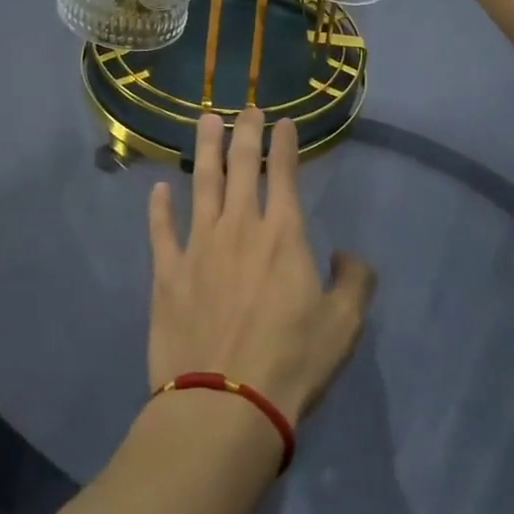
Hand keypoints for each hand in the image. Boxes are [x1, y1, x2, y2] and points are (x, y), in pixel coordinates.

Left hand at [147, 109, 375, 422]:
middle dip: (246, 132)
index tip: (283, 121)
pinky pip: (161, 231)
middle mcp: (239, 227)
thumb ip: (355, 282)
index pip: (285, 174)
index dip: (285, 143)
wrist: (225, 404)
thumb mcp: (343, 326)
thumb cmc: (292, 363)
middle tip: (246, 108)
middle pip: (242, 167)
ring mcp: (198, 246)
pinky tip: (158, 189)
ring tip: (205, 121)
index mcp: (283, 235)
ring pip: (202, 185)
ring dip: (205, 150)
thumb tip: (349, 256)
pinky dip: (159, 208)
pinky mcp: (167, 273)